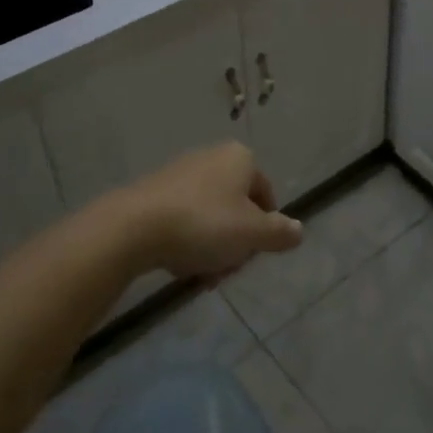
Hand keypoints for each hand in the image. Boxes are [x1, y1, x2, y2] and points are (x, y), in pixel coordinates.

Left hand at [103, 142, 300, 279]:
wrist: (133, 228)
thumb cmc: (203, 224)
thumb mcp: (252, 234)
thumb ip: (280, 233)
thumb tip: (299, 230)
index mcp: (240, 158)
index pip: (266, 196)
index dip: (264, 229)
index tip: (251, 255)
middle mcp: (212, 157)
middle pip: (238, 208)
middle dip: (235, 243)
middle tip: (224, 269)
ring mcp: (181, 173)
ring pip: (210, 217)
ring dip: (211, 248)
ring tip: (199, 274)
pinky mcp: (155, 191)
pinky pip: (183, 218)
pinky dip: (186, 241)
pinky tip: (177, 264)